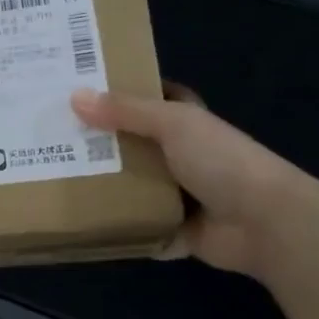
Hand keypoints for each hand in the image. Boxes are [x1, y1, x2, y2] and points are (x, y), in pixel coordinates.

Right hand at [71, 83, 314, 276]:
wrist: (265, 222)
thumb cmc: (221, 161)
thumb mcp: (172, 124)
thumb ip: (125, 111)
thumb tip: (74, 96)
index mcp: (188, 123)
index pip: (156, 98)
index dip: (125, 91)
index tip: (85, 88)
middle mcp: (183, 156)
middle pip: (134, 143)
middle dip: (101, 141)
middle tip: (54, 136)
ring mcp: (180, 195)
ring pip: (132, 187)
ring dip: (104, 186)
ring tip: (55, 178)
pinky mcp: (174, 230)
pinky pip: (138, 228)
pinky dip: (118, 228)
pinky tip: (82, 223)